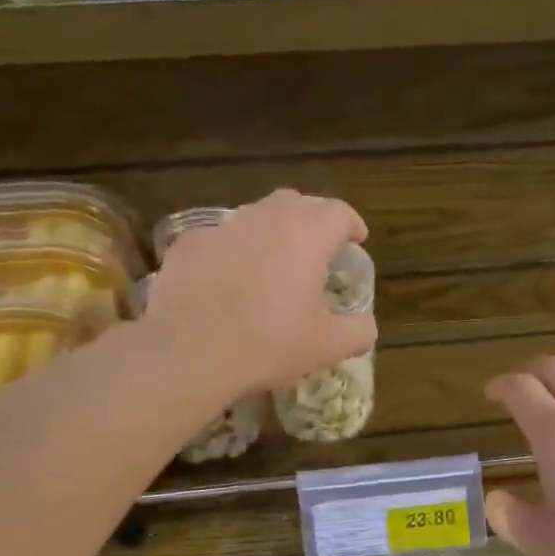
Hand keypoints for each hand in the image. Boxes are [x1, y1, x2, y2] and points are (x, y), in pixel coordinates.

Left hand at [147, 189, 376, 398]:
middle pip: (298, 202)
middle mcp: (265, 219)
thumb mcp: (328, 347)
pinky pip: (221, 238)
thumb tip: (365, 323)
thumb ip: (359, 330)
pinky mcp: (189, 244)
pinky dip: (234, 250)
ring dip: (273, 231)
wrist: (190, 352)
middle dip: (314, 219)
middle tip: (319, 248)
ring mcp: (223, 227)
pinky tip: (230, 279)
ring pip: (256, 215)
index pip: (339, 212)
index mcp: (307, 236)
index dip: (353, 224)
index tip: (356, 241)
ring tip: (274, 261)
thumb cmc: (269, 345)